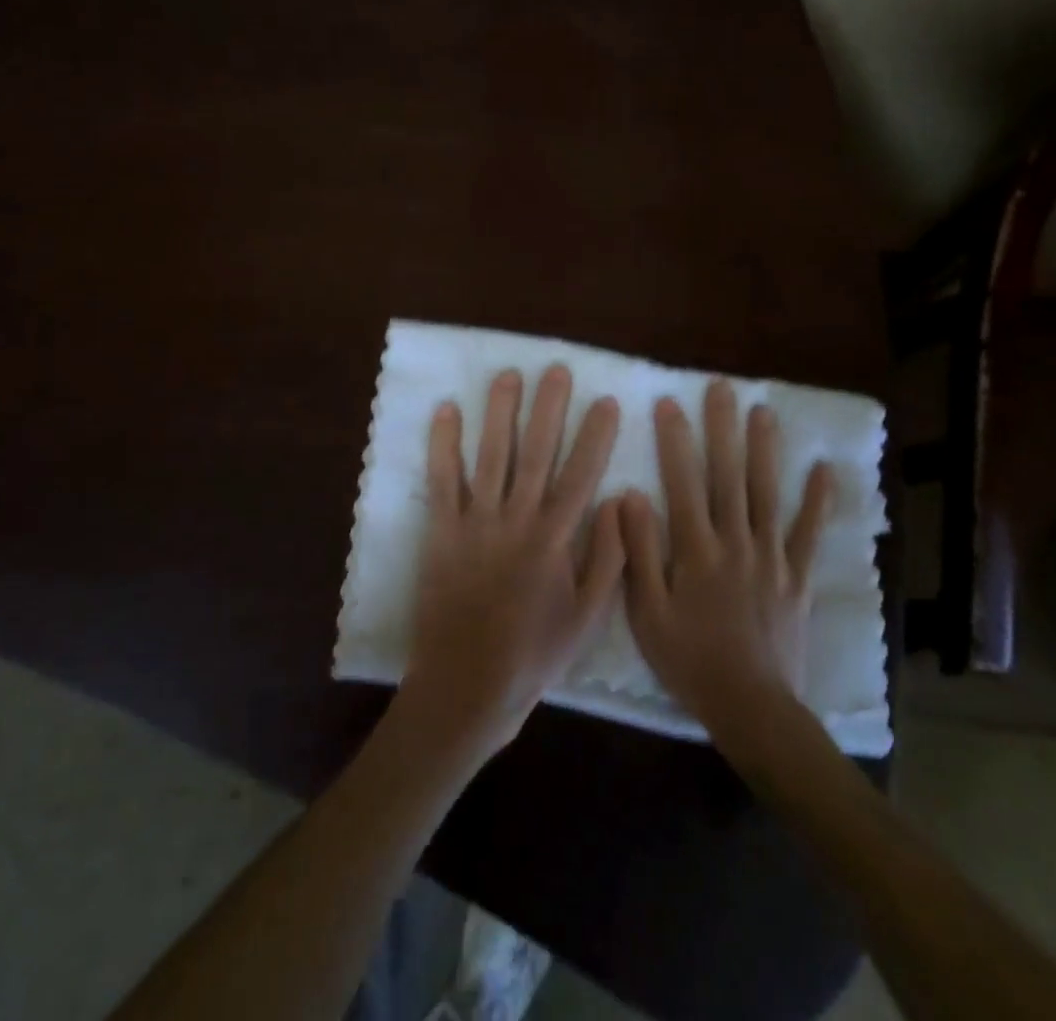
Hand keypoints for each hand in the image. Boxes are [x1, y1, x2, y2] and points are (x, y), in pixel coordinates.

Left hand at [400, 366, 623, 759]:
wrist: (467, 685)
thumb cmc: (533, 654)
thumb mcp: (587, 617)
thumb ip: (606, 558)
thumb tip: (615, 502)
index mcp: (555, 540)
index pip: (581, 475)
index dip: (595, 436)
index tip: (606, 402)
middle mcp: (516, 520)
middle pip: (537, 453)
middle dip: (549, 408)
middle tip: (556, 370)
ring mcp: (475, 522)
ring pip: (491, 455)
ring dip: (500, 412)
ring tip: (508, 375)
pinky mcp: (441, 531)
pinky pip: (442, 479)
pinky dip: (443, 443)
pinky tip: (446, 410)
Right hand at [616, 379, 831, 736]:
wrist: (751, 707)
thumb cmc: (689, 660)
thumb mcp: (646, 612)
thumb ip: (639, 552)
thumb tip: (629, 496)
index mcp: (696, 550)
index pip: (683, 482)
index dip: (675, 440)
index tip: (669, 402)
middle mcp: (735, 542)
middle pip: (728, 475)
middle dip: (723, 428)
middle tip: (721, 388)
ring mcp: (771, 556)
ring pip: (767, 492)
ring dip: (765, 449)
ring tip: (763, 410)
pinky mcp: (797, 575)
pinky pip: (808, 532)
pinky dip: (817, 500)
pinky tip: (823, 468)